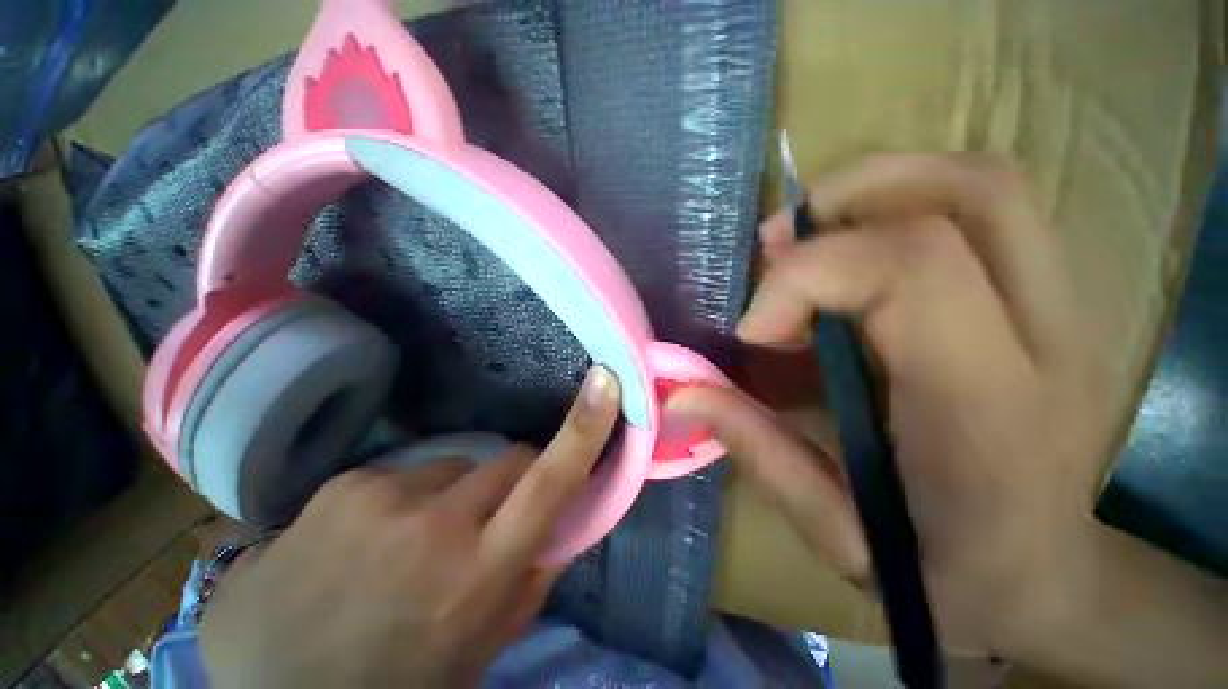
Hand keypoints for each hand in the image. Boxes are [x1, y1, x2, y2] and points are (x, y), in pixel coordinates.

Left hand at [199, 367, 619, 687]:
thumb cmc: (392, 686)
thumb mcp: (478, 654)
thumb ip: (529, 585)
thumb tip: (563, 525)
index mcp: (476, 574)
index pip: (550, 481)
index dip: (584, 429)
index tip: (605, 383)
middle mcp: (435, 524)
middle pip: (510, 460)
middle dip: (513, 481)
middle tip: (485, 522)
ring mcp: (383, 496)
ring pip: (457, 467)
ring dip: (453, 495)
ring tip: (410, 544)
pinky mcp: (344, 484)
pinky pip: (404, 474)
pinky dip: (404, 500)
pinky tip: (366, 542)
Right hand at [671, 154, 1115, 655]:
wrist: (1049, 585)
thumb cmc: (950, 579)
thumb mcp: (840, 534)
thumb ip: (759, 452)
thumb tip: (685, 394)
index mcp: (988, 411)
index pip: (909, 271)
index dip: (805, 279)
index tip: (754, 328)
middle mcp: (1045, 340)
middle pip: (972, 192)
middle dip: (854, 193)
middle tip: (779, 243)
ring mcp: (1064, 311)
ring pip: (984, 186)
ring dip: (877, 191)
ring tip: (806, 246)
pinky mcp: (1052, 305)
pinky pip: (983, 214)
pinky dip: (902, 211)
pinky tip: (851, 266)